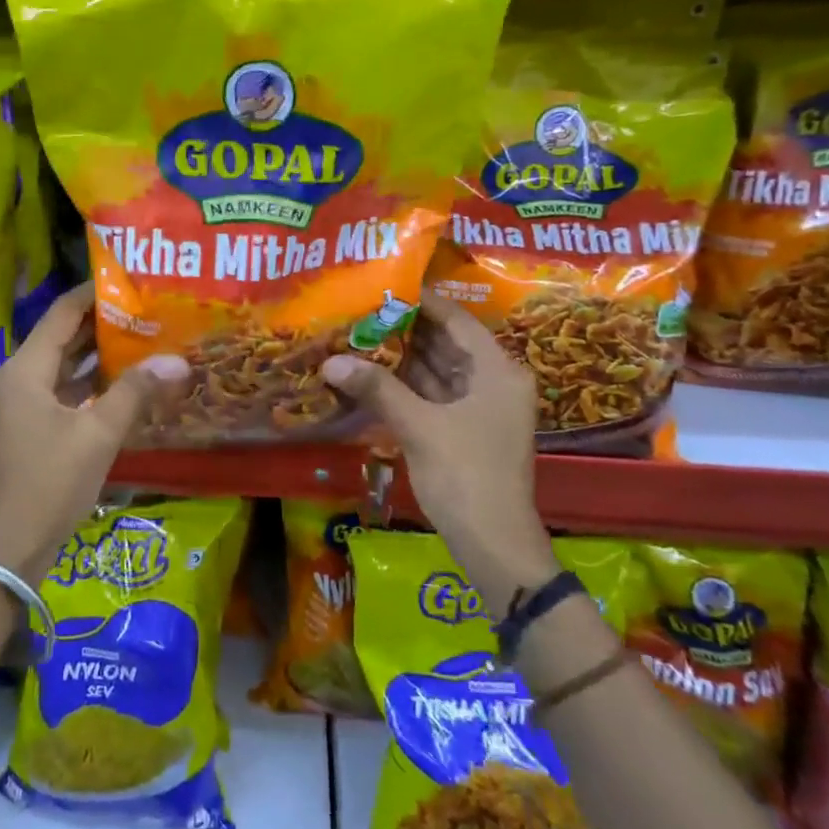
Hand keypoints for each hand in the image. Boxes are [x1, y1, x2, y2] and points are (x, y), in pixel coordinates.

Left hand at [0, 285, 188, 579]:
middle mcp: (16, 378)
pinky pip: (60, 391)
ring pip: (61, 366)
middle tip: (145, 308)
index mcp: (24, 370)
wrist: (13, 546)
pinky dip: (88, 383)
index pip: (61, 314)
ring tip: (142, 336)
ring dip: (96, 353)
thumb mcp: (98, 434)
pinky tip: (123, 381)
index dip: (93, 294)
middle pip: (60, 337)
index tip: (129, 279)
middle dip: (100, 323)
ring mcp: (19, 404)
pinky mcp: (29, 426)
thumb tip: (177, 361)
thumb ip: (136, 392)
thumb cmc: (52, 482)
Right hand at [323, 293, 558, 589]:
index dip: (421, 302)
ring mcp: (480, 408)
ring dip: (402, 358)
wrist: (493, 544)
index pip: (456, 320)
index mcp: (497, 371)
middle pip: (446, 344)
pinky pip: (433, 396)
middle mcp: (493, 382)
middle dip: (405, 329)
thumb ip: (377, 388)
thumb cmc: (465, 475)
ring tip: (359, 335)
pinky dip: (406, 386)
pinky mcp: (465, 431)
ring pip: (438, 371)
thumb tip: (331, 361)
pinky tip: (372, 375)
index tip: (383, 285)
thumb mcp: (419, 426)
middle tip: (362, 309)